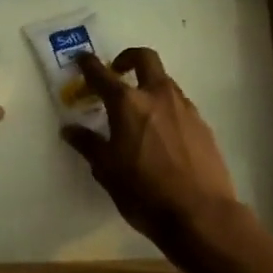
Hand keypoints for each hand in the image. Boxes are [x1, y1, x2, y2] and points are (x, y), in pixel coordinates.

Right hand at [62, 48, 241, 251]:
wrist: (201, 214)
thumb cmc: (144, 192)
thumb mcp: (107, 171)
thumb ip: (88, 144)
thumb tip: (70, 129)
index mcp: (128, 104)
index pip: (102, 74)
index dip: (88, 64)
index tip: (81, 59)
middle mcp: (157, 96)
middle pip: (145, 59)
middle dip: (128, 58)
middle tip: (118, 72)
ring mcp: (184, 108)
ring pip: (165, 82)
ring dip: (149, 85)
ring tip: (139, 110)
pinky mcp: (203, 125)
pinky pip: (180, 105)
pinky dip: (166, 108)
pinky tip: (162, 134)